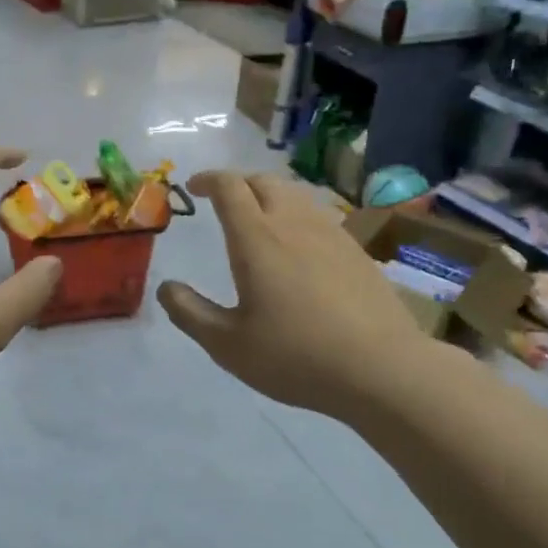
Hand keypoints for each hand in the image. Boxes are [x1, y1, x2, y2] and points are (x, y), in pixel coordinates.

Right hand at [158, 171, 439, 420]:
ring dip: (269, 195)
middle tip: (223, 201)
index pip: (229, 186)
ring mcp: (330, 233)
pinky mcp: (356, 250)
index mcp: (256, 237)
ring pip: (295, 194)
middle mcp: (293, 222)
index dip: (208, 179)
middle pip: (263, 180)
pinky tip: (299, 246)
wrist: (381, 368)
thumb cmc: (295, 356)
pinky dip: (297, 215)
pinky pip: (319, 215)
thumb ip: (190, 312)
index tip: (194, 187)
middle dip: (238, 183)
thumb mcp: (227, 344)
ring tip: (259, 218)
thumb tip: (166, 287)